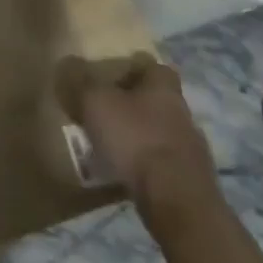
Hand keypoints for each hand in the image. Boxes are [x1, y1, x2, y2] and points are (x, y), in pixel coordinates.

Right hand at [56, 53, 219, 235]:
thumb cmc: (135, 139)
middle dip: (134, 104)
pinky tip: (126, 172)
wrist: (176, 201)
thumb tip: (70, 61)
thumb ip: (81, 81)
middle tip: (104, 110)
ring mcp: (192, 151)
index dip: (135, 68)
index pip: (155, 68)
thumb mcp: (95, 102)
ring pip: (161, 133)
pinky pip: (164, 164)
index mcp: (164, 90)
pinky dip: (146, 164)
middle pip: (158, 101)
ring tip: (110, 144)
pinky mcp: (192, 182)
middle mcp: (183, 115)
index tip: (113, 75)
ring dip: (139, 136)